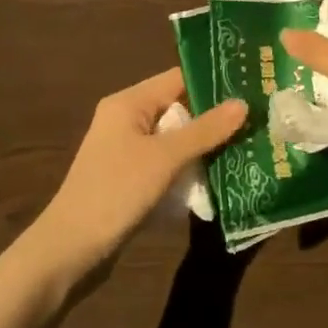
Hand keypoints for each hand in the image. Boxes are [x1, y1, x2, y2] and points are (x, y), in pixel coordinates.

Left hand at [30, 68, 246, 287]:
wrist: (71, 248)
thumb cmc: (116, 191)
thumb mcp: (165, 158)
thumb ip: (205, 130)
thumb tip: (243, 103)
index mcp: (128, 103)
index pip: (178, 79)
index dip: (214, 84)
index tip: (251, 91)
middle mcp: (126, 120)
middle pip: (179, 109)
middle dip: (214, 119)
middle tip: (256, 124)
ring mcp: (126, 151)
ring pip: (175, 140)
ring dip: (203, 147)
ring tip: (246, 150)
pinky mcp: (130, 178)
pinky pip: (166, 164)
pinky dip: (188, 169)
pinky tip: (216, 179)